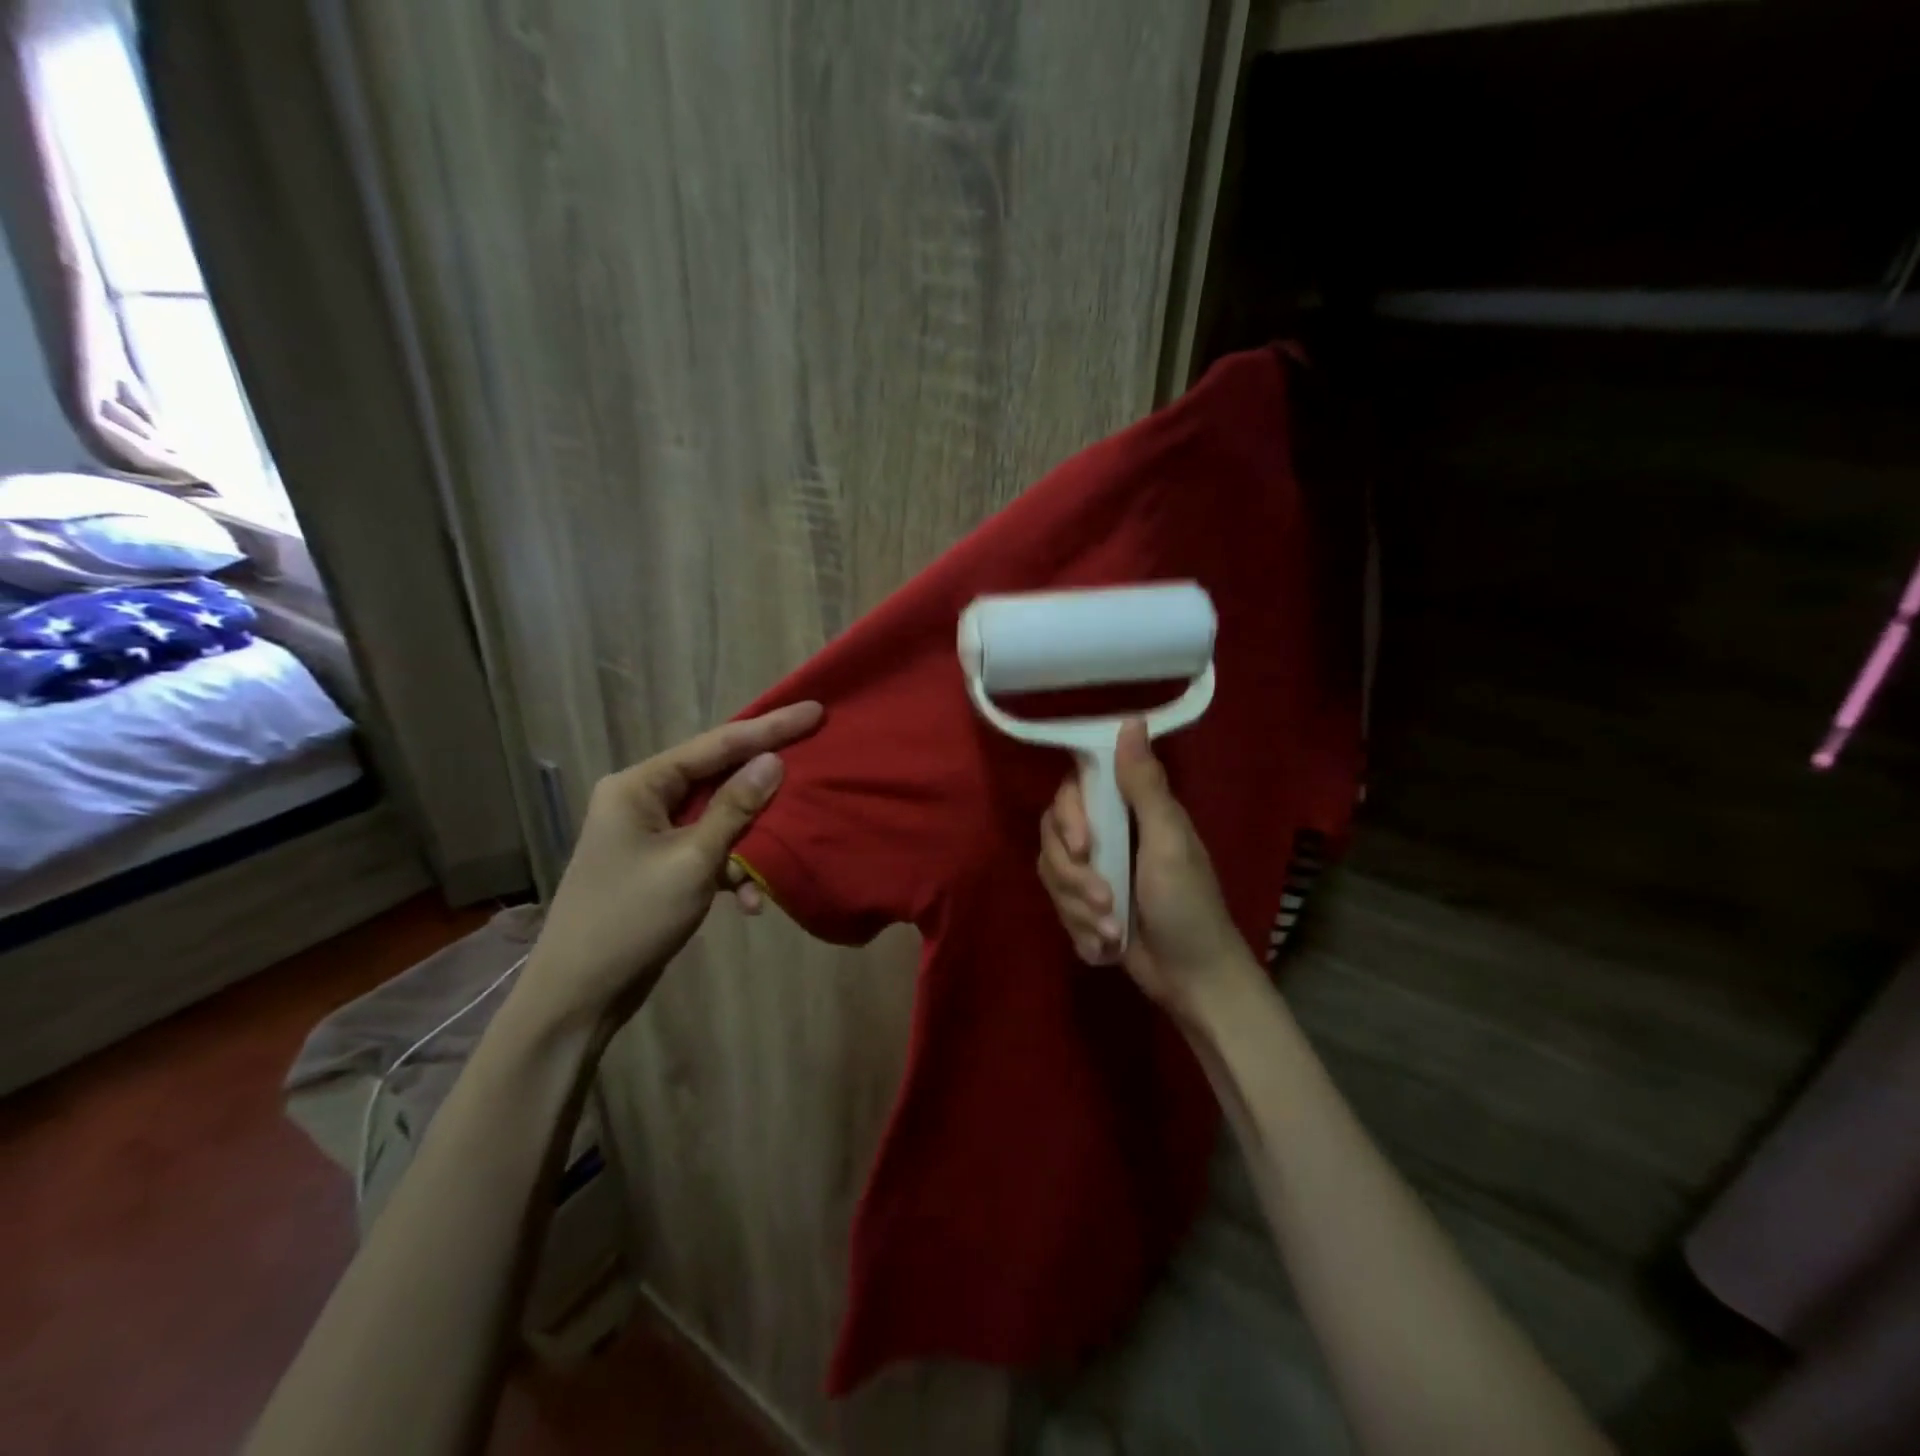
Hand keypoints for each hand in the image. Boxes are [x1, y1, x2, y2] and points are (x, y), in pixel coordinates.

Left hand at [520, 701, 823, 1029]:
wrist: (579, 995)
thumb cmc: (631, 919)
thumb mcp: (692, 861)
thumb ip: (734, 808)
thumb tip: (773, 761)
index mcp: (639, 785)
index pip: (715, 745)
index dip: (769, 728)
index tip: (813, 711)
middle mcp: (642, 798)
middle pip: (718, 776)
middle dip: (764, 785)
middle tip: (813, 763)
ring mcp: (650, 832)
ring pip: (718, 817)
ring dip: (748, 843)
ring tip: (777, 859)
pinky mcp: (661, 863)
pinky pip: (708, 850)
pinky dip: (730, 870)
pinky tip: (746, 903)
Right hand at [1037, 719, 1252, 1012]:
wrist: (1192, 981)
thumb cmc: (1188, 906)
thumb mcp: (1168, 844)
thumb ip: (1144, 786)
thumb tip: (1130, 720)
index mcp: (1131, 812)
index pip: (1074, 792)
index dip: (1069, 816)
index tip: (1082, 846)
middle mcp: (1108, 836)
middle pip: (1054, 836)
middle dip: (1073, 877)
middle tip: (1104, 902)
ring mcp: (1095, 873)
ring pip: (1052, 874)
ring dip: (1078, 909)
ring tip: (1112, 932)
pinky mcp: (1086, 906)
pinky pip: (1058, 906)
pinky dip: (1080, 930)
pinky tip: (1105, 947)